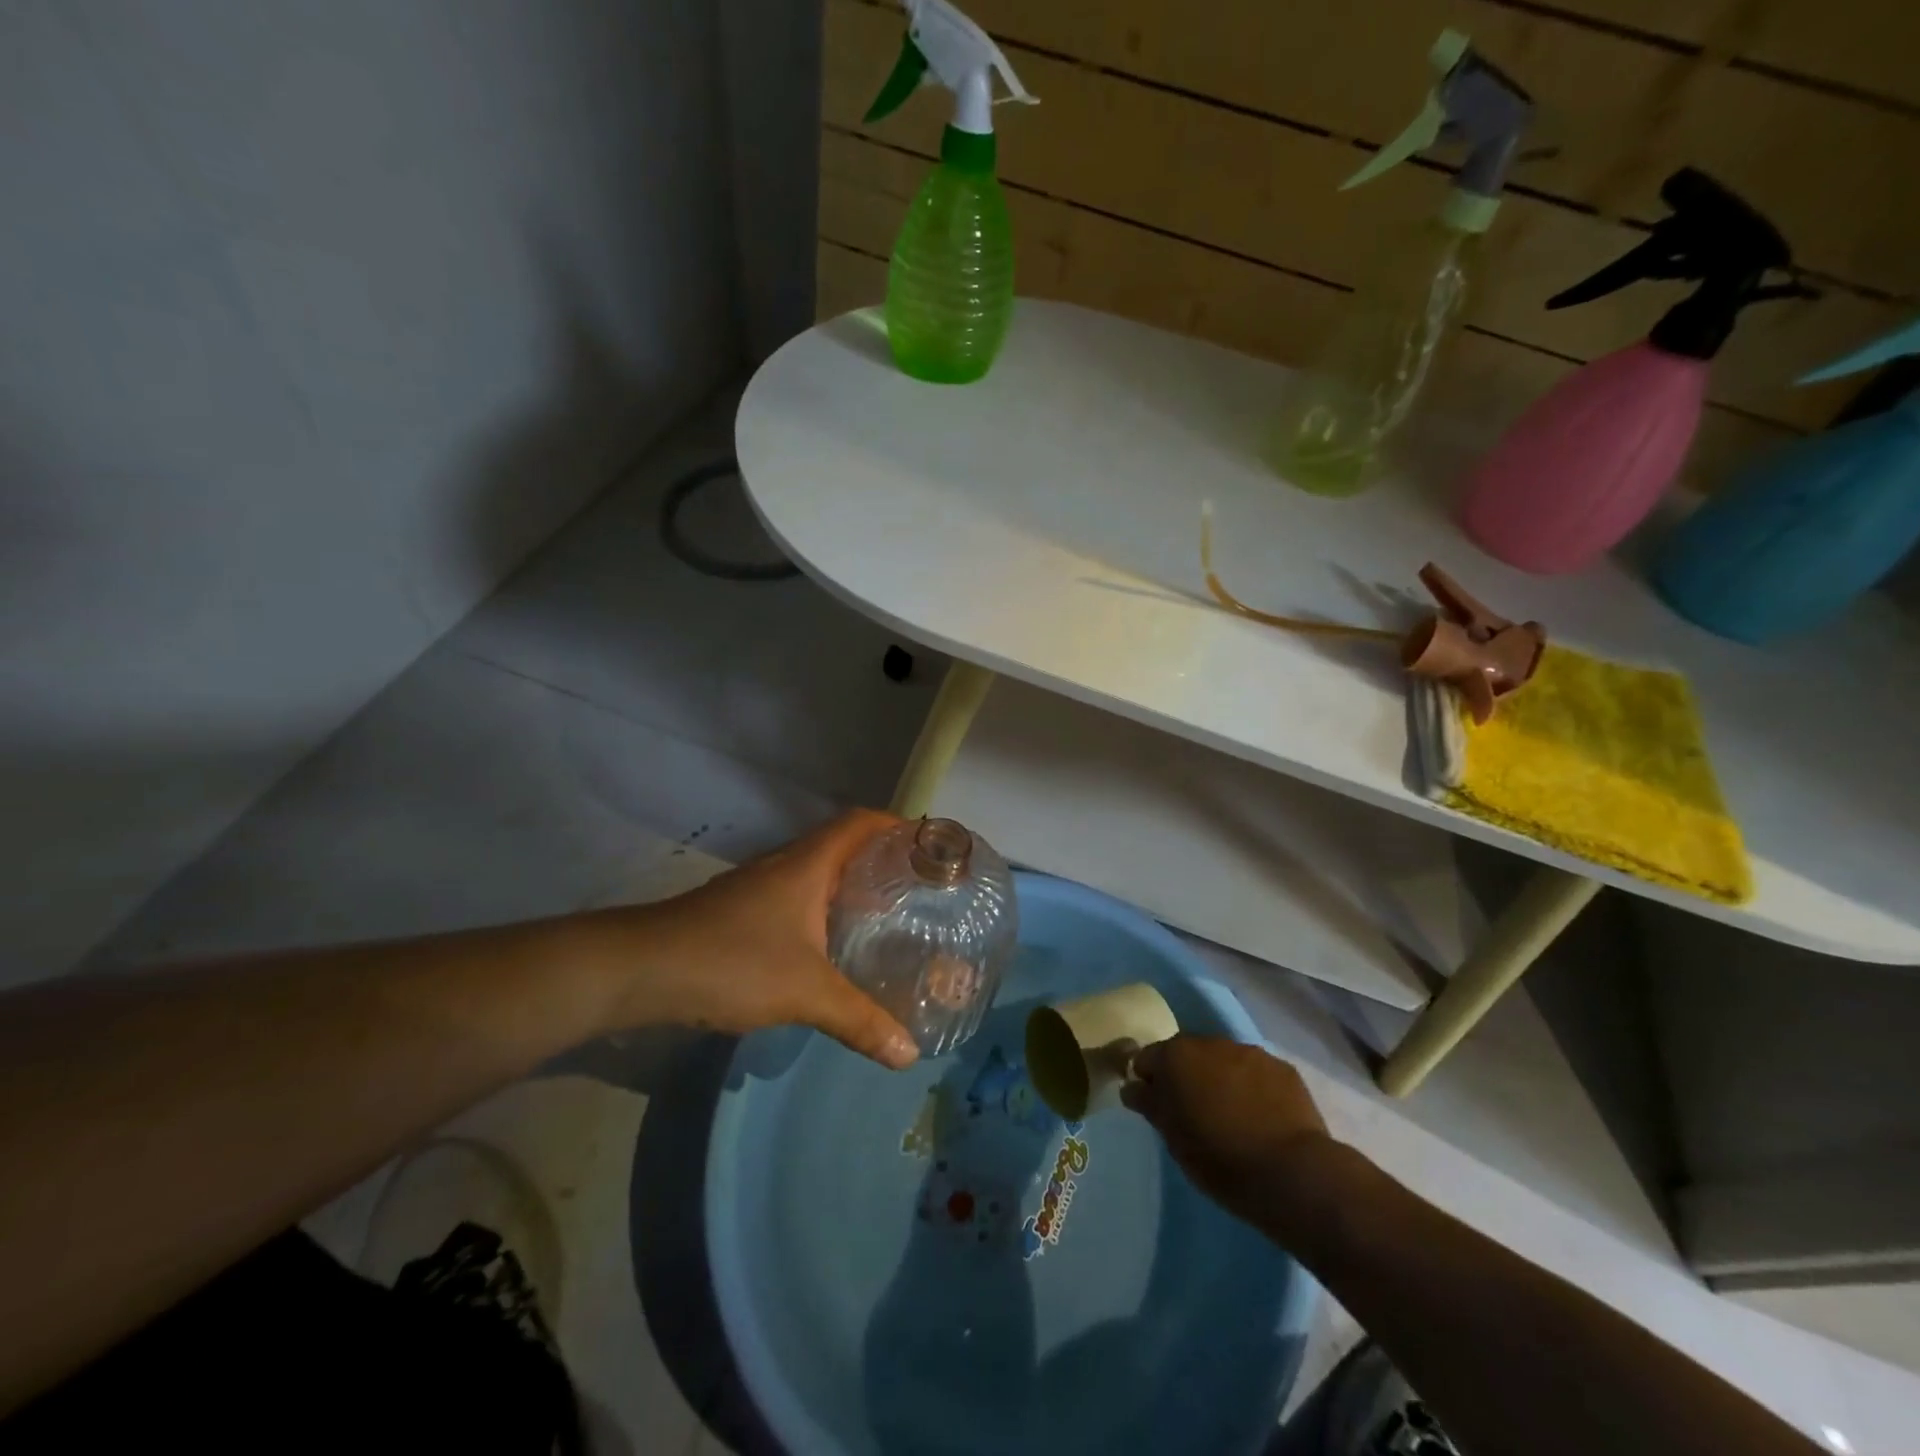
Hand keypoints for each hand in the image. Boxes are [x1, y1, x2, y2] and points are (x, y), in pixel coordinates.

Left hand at [577, 810, 919, 1068]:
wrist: (640, 969)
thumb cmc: (732, 962)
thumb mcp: (805, 992)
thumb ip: (859, 1019)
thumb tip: (909, 1054)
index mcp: (807, 864)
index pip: (860, 823)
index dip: (896, 825)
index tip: (929, 845)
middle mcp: (785, 865)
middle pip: (842, 845)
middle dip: (880, 860)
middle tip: (918, 888)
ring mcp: (758, 887)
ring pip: (817, 873)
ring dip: (849, 886)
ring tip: (886, 915)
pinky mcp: (740, 912)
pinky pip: (796, 898)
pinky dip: (822, 910)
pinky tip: (831, 945)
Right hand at [1122, 1037, 1332, 1227]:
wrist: (1292, 1173)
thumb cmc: (1219, 1158)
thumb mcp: (1173, 1139)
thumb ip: (1150, 1105)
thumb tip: (1133, 1086)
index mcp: (1176, 1056)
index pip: (1147, 1058)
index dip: (1149, 1082)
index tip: (1156, 1107)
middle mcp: (1210, 1042)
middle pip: (1187, 1055)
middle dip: (1186, 1077)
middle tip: (1193, 1113)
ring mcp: (1250, 1052)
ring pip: (1224, 1061)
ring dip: (1220, 1079)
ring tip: (1231, 1117)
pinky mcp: (1283, 1069)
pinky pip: (1256, 1074)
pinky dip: (1252, 1088)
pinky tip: (1261, 1118)